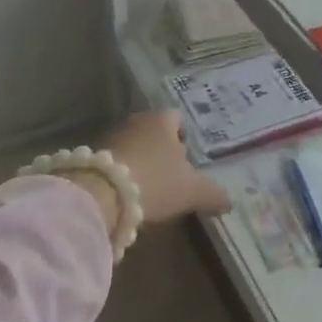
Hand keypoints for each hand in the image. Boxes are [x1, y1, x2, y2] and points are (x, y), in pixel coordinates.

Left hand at [103, 109, 230, 227]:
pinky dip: (123, 175)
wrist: (101, 196)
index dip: (185, 138)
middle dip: (162, 152)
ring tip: (149, 190)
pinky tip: (127, 197)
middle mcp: (136, 121)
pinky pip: (115, 163)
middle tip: (171, 177)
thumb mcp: (192, 191)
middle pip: (154, 133)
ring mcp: (111, 137)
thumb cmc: (156, 182)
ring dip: (141, 164)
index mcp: (162, 120)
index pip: (178, 119)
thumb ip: (213, 194)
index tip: (188, 161)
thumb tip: (229, 201)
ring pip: (134, 147)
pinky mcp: (92, 157)